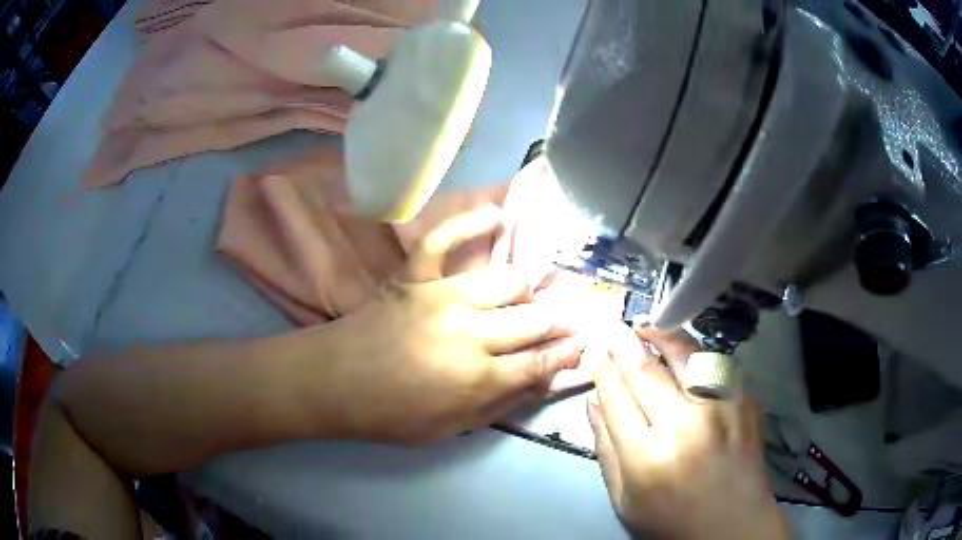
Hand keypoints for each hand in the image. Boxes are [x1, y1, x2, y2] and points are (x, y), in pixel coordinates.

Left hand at [319, 207, 584, 444]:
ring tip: (539, 290)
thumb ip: (497, 405)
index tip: (583, 345)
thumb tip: (539, 382)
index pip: (540, 362)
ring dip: (529, 287)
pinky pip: (445, 239)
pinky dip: (470, 223)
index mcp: (478, 378)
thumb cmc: (389, 415)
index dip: (567, 354)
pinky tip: (496, 215)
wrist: (333, 382)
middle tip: (572, 319)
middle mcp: (470, 333)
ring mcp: (442, 297)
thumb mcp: (448, 429)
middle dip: (560, 321)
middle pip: (533, 320)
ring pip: (506, 282)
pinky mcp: (415, 277)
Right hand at [588, 325, 789, 539]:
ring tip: (647, 326)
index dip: (603, 368)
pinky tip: (683, 350)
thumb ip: (605, 449)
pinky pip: (716, 364)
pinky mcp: (744, 403)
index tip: (595, 350)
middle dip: (624, 344)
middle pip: (647, 370)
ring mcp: (721, 409)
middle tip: (612, 328)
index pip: (617, 396)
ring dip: (662, 335)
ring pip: (686, 354)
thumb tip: (594, 402)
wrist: (733, 525)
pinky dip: (695, 351)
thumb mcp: (624, 498)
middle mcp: (685, 426)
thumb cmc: (672, 520)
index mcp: (647, 456)